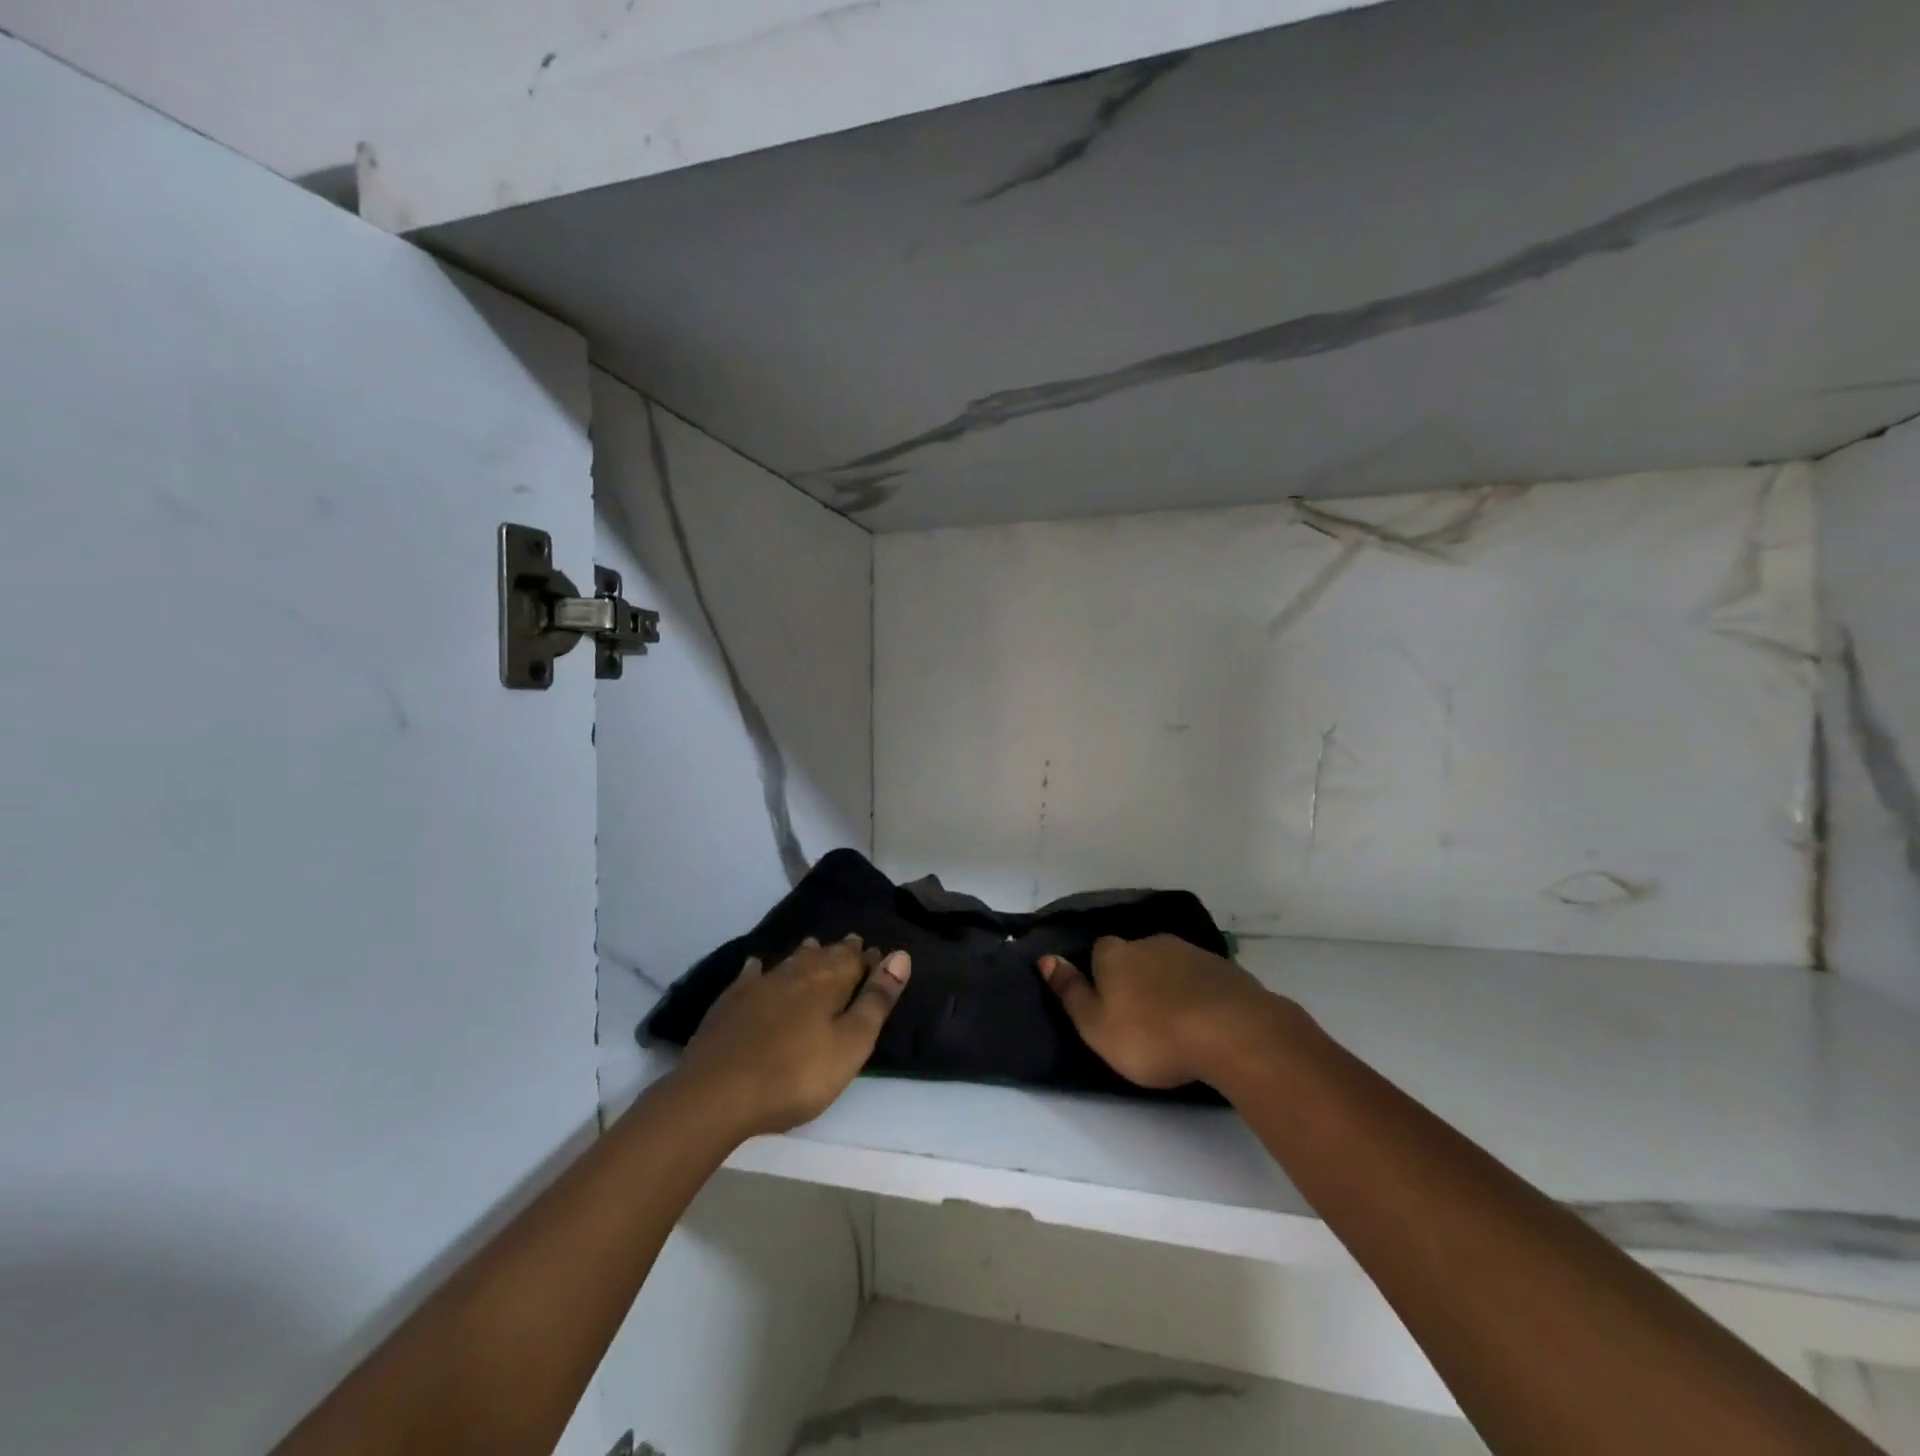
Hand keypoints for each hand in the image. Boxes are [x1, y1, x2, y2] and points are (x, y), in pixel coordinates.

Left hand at [676, 935, 910, 1136]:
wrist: (717, 1092)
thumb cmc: (796, 1074)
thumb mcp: (850, 1044)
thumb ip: (876, 1000)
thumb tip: (901, 955)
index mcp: (829, 983)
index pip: (855, 961)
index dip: (869, 959)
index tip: (877, 954)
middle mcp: (796, 974)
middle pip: (823, 956)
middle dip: (840, 951)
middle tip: (851, 943)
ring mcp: (759, 985)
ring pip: (790, 961)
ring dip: (806, 954)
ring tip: (815, 946)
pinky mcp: (730, 1002)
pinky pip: (750, 975)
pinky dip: (759, 968)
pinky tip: (757, 966)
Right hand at [1039, 934, 1284, 1089]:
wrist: (1231, 1031)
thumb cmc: (1152, 1036)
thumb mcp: (1096, 1026)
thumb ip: (1070, 992)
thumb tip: (1045, 958)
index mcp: (1115, 955)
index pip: (1100, 950)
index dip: (1100, 972)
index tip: (1106, 1001)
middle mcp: (1151, 943)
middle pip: (1136, 954)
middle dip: (1135, 977)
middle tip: (1139, 1015)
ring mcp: (1191, 953)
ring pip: (1170, 964)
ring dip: (1168, 984)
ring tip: (1173, 1021)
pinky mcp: (1226, 969)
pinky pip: (1202, 978)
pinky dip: (1198, 993)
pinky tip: (1204, 1020)